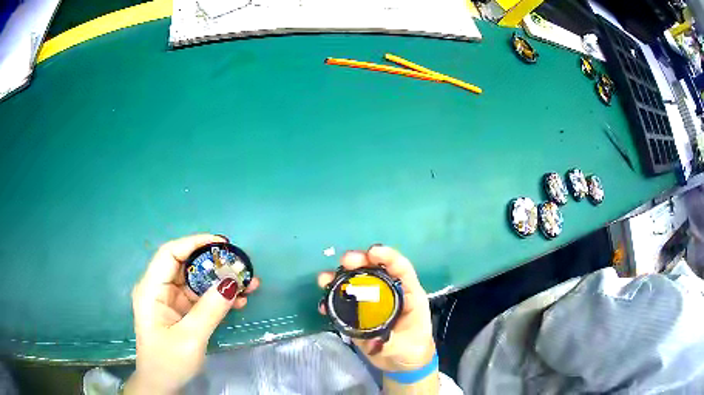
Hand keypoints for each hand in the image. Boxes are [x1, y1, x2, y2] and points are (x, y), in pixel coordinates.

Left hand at [124, 234, 259, 394]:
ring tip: (248, 284)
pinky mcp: (179, 311)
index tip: (223, 244)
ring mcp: (169, 300)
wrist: (162, 385)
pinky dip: (218, 297)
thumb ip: (210, 310)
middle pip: (186, 265)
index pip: (170, 253)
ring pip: (196, 281)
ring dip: (220, 282)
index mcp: (151, 290)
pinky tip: (238, 301)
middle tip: (241, 266)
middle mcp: (158, 289)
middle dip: (214, 264)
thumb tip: (232, 283)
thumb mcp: (190, 338)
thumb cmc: (168, 362)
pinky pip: (200, 297)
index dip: (195, 242)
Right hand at [317, 245, 434, 371]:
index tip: (372, 252)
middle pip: (375, 270)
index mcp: (408, 294)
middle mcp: (389, 293)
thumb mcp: (406, 347)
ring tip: (324, 279)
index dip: (388, 257)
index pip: (401, 269)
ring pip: (356, 282)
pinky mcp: (359, 314)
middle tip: (345, 261)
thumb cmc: (413, 349)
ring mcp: (372, 302)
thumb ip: (391, 342)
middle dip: (359, 261)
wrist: (403, 364)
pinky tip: (323, 304)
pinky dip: (332, 299)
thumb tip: (371, 336)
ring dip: (339, 277)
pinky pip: (344, 302)